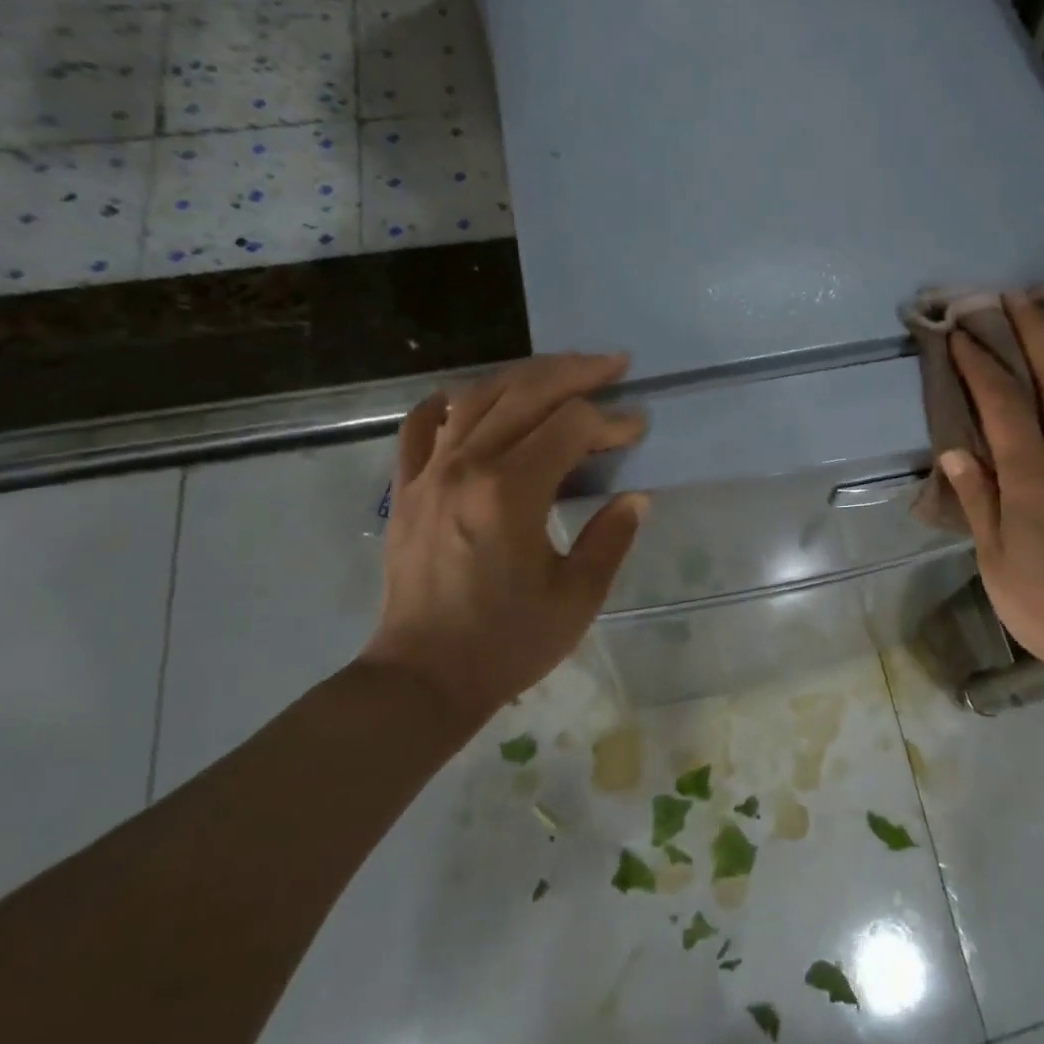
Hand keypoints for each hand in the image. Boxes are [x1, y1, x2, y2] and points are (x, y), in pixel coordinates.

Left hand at [362, 353, 648, 731]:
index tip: (636, 431)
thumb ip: (611, 538)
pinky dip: (452, 400)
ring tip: (563, 370)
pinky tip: (475, 397)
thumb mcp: (577, 598)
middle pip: (526, 391)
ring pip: (479, 395)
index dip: (611, 421)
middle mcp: (466, 467)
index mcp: (510, 493)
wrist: (421, 678)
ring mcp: (428, 472)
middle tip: (615, 365)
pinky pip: (423, 423)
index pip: (571, 426)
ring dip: (526, 375)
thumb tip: (635, 497)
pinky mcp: (406, 487)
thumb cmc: (505, 643)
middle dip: (577, 372)